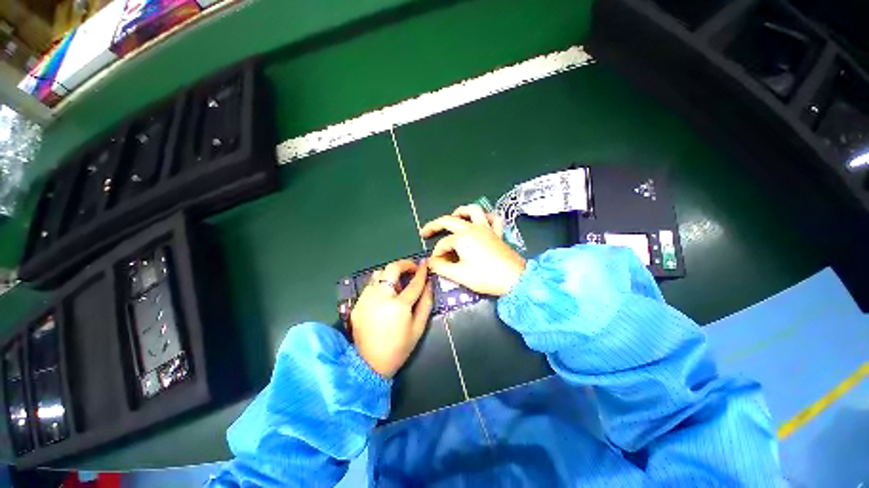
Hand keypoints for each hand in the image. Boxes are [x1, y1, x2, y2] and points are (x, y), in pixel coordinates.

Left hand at [351, 260, 432, 377]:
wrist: (369, 364)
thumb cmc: (399, 348)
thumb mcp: (418, 327)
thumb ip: (426, 303)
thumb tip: (429, 284)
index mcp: (399, 305)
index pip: (414, 282)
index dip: (422, 271)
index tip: (425, 263)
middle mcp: (380, 297)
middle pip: (392, 268)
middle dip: (404, 264)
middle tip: (412, 269)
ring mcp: (366, 299)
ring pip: (379, 274)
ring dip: (391, 274)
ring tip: (397, 284)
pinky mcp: (357, 303)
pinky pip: (370, 285)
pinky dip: (380, 284)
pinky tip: (385, 296)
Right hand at [420, 205, 525, 295]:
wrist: (515, 279)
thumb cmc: (486, 277)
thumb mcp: (460, 275)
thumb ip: (441, 267)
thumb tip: (431, 262)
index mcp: (462, 238)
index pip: (443, 244)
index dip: (437, 255)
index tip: (435, 265)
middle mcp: (472, 228)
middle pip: (449, 221)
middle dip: (435, 225)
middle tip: (425, 232)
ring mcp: (486, 228)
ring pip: (473, 211)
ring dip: (461, 212)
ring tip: (453, 217)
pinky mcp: (497, 233)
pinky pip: (493, 218)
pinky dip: (486, 217)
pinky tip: (481, 221)